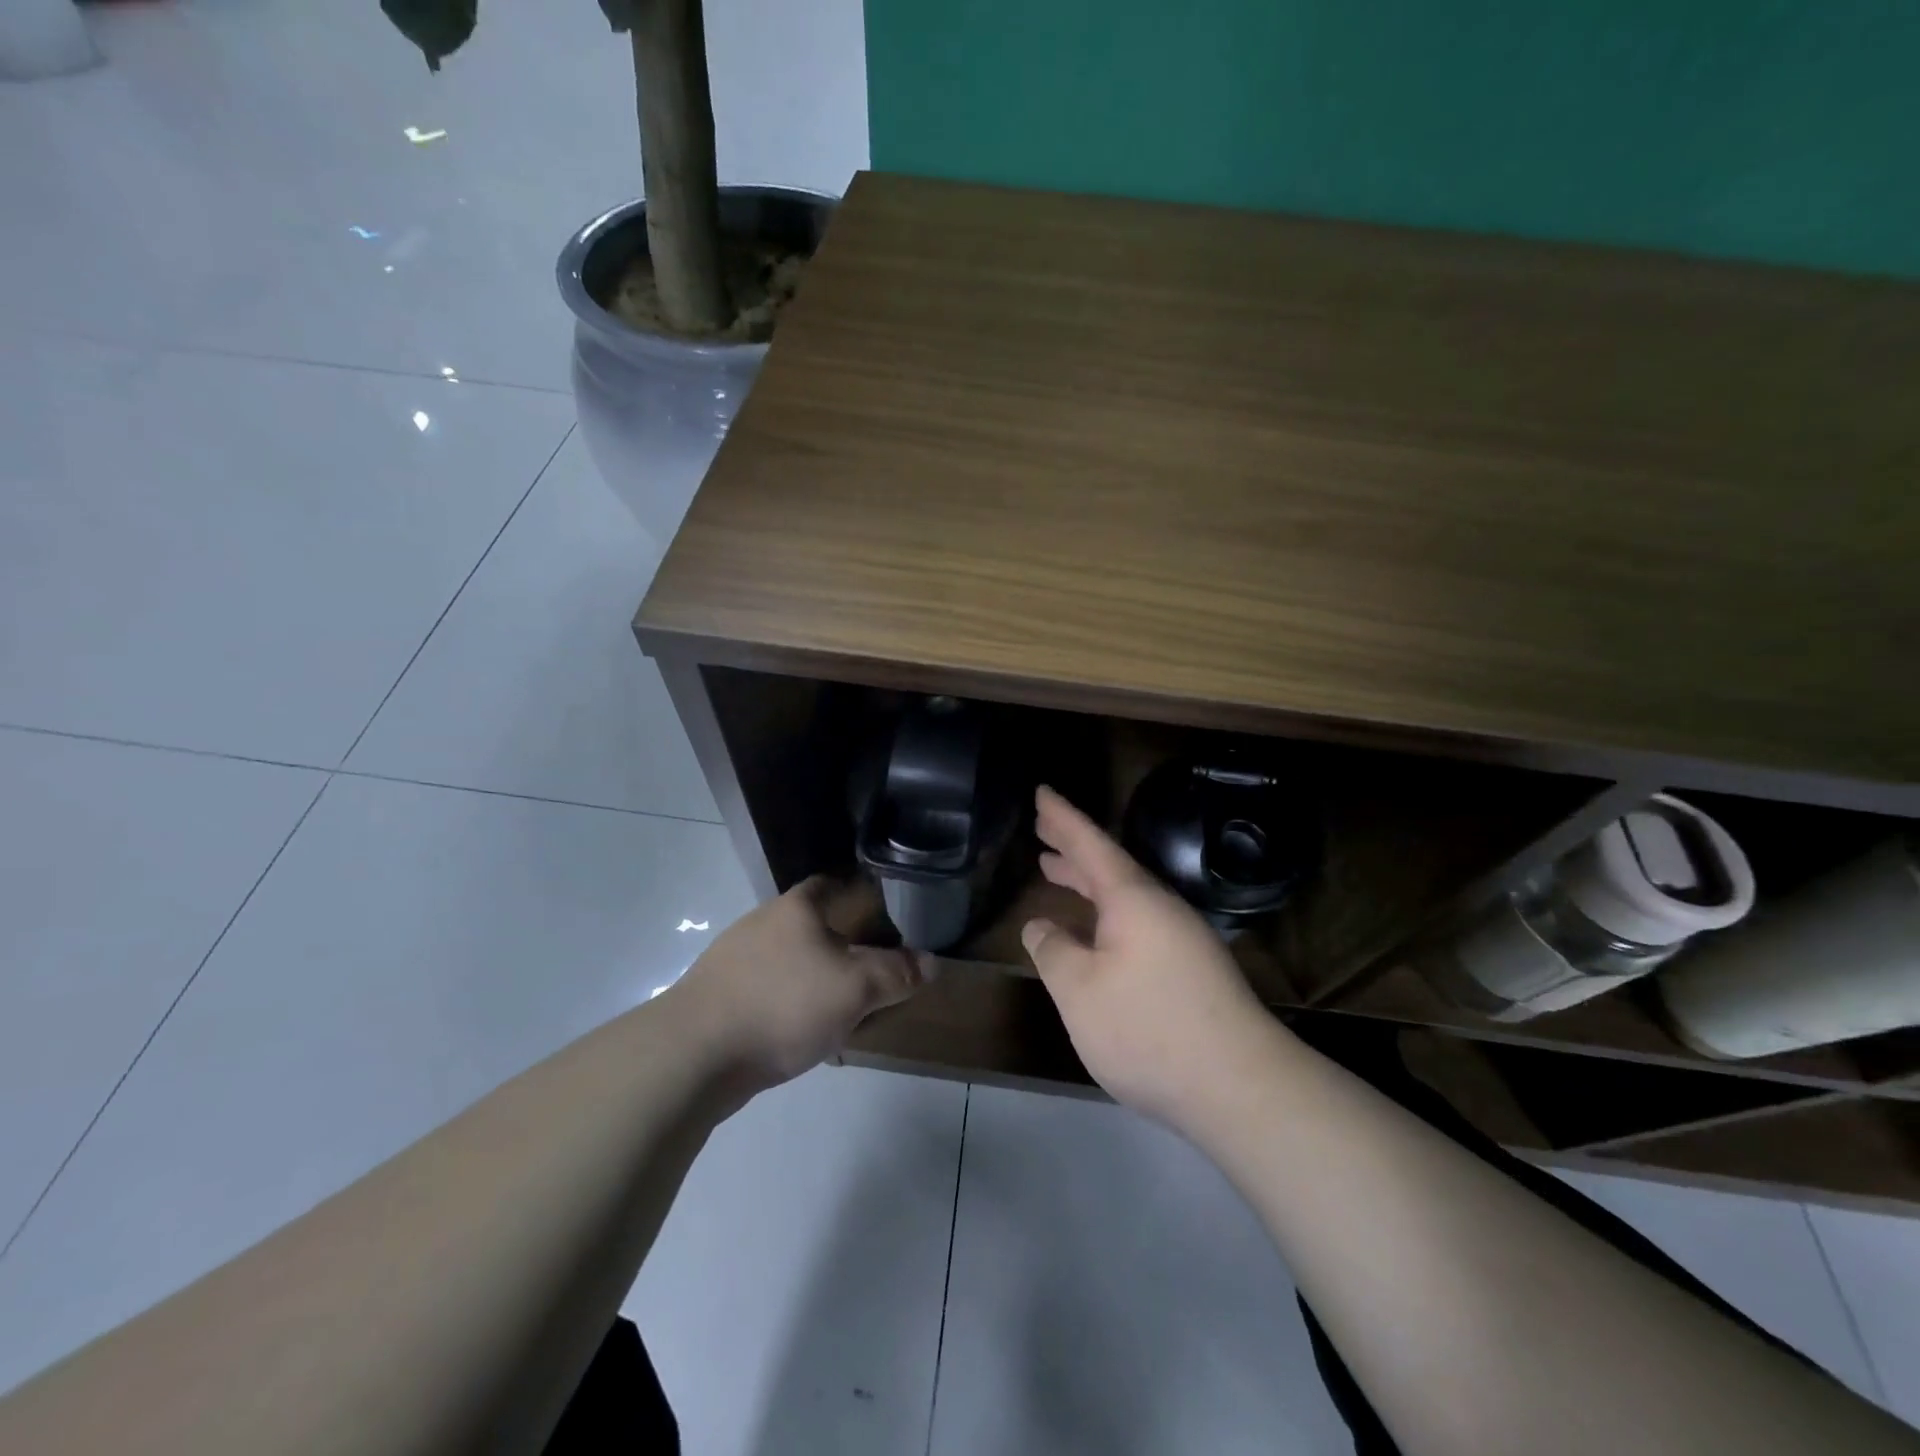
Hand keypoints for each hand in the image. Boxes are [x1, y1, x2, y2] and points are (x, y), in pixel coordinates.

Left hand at [670, 876, 926, 1090]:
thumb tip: (931, 963)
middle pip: (812, 925)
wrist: (693, 1055)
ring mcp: (734, 959)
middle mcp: (762, 922)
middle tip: (871, 973)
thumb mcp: (856, 988)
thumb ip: (897, 974)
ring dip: (815, 980)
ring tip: (841, 1011)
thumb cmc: (784, 1005)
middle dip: (842, 947)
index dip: (861, 896)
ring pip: (790, 961)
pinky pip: (767, 992)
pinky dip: (788, 1006)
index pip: (833, 883)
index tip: (885, 919)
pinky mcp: (717, 995)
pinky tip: (800, 1036)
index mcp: (796, 907)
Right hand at [1023, 786, 1280, 1130]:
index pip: (1090, 843)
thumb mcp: (1079, 990)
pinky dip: (1106, 912)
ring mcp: (1181, 938)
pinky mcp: (1191, 969)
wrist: (1240, 1086)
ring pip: (1124, 895)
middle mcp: (1160, 908)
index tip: (1041, 791)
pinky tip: (1094, 934)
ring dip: (1088, 880)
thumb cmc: (1148, 1028)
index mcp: (1132, 899)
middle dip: (1072, 846)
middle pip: (1109, 865)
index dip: (1062, 817)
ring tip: (1055, 871)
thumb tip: (1041, 927)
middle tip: (1041, 828)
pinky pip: (1136, 920)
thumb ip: (1053, 951)